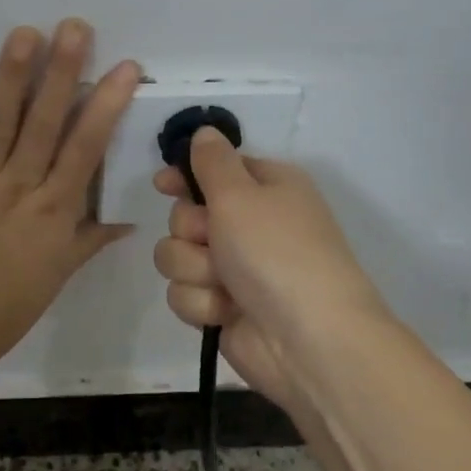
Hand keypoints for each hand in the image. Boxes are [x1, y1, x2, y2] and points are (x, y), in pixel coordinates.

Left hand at [0, 20, 140, 368]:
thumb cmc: (9, 306)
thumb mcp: (60, 275)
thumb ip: (90, 240)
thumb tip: (127, 222)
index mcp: (55, 211)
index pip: (86, 150)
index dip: (106, 106)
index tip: (124, 68)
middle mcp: (20, 189)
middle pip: (45, 125)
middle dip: (62, 74)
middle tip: (74, 27)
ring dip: (10, 78)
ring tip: (23, 34)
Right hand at [153, 128, 389, 407]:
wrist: (307, 339)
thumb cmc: (276, 252)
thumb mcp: (241, 193)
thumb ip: (213, 161)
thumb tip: (204, 132)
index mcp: (266, 188)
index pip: (214, 169)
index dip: (185, 176)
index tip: (163, 184)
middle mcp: (250, 225)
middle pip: (185, 215)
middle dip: (191, 230)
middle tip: (214, 240)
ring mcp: (235, 269)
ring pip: (177, 256)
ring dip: (194, 269)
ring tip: (223, 283)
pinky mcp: (222, 307)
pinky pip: (185, 293)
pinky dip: (202, 302)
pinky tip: (226, 312)